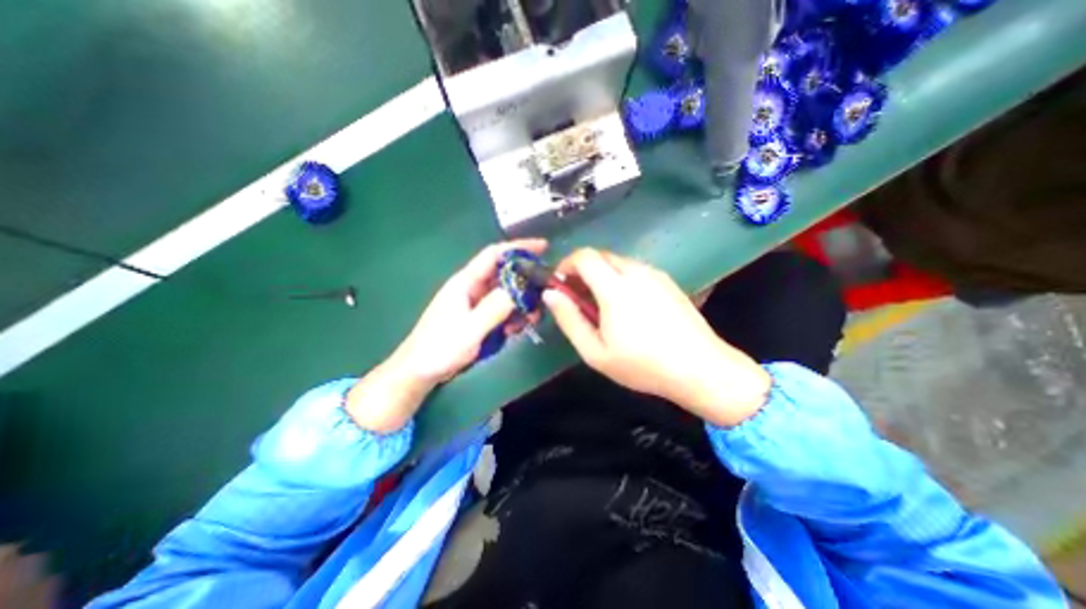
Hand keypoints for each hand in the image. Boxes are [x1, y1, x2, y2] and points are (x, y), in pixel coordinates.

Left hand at [348, 237, 546, 431]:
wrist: (420, 371)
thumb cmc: (440, 348)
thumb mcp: (470, 329)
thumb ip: (495, 308)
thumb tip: (520, 289)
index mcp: (466, 282)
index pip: (494, 255)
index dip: (519, 248)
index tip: (544, 248)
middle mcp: (472, 287)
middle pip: (504, 273)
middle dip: (526, 280)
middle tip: (545, 293)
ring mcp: (475, 303)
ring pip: (506, 293)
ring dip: (521, 302)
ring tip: (532, 318)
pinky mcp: (478, 317)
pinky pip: (501, 309)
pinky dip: (513, 316)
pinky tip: (515, 329)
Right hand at [544, 247, 770, 428]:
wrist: (701, 369)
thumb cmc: (643, 365)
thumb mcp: (595, 352)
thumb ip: (569, 320)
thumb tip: (550, 294)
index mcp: (615, 288)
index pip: (584, 256)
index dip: (566, 265)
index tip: (560, 284)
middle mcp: (636, 273)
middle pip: (601, 256)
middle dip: (583, 270)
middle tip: (578, 297)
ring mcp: (655, 275)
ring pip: (618, 262)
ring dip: (602, 275)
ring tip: (602, 305)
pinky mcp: (668, 281)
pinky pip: (636, 270)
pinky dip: (621, 279)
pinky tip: (627, 306)